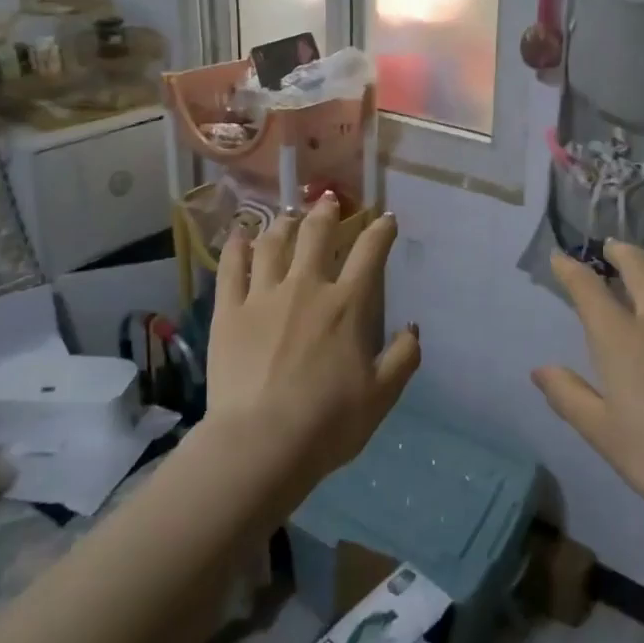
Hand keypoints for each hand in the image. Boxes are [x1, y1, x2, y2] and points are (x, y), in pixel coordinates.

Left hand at [205, 194, 420, 484]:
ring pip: (274, 244)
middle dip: (327, 213)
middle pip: (317, 236)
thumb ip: (403, 357)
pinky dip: (237, 247)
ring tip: (288, 215)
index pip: (369, 254)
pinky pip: (231, 269)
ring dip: (284, 224)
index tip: (386, 218)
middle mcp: (306, 288)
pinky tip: (240, 235)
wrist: (261, 443)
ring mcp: (264, 296)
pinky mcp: (229, 311)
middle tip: (329, 199)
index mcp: (347, 305)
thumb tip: (413, 328)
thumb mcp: (381, 396)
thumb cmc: (328, 422)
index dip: (381, 231)